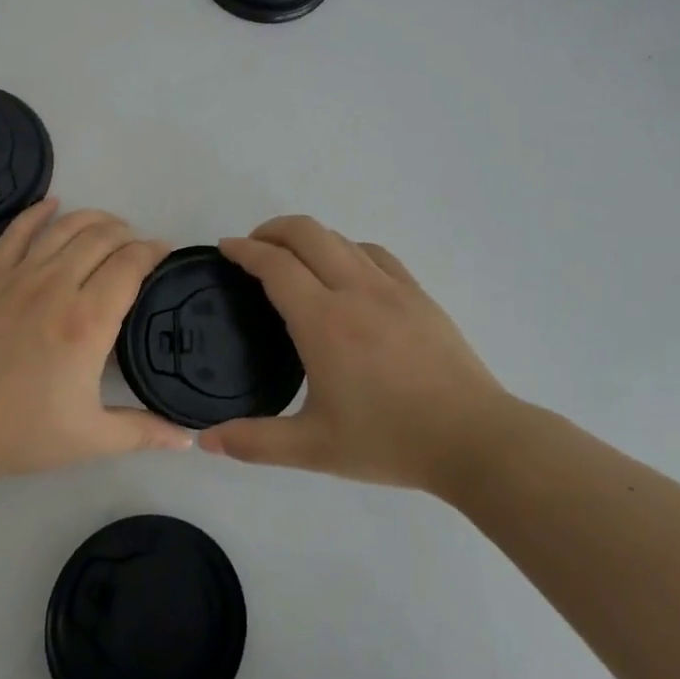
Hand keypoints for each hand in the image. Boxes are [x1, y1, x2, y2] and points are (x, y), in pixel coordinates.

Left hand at [0, 200, 191, 485]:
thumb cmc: (18, 433)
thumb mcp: (89, 439)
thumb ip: (143, 433)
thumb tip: (188, 437)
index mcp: (87, 321)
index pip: (130, 265)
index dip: (153, 252)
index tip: (165, 254)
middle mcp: (57, 286)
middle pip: (102, 237)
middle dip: (129, 234)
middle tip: (140, 248)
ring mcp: (19, 277)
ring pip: (65, 227)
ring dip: (95, 218)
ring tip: (111, 226)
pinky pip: (17, 232)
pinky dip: (37, 212)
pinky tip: (53, 203)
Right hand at [200, 216, 514, 493]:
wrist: (474, 439)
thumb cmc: (390, 440)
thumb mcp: (314, 449)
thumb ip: (254, 442)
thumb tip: (205, 441)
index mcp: (324, 321)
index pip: (275, 265)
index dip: (245, 250)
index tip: (225, 247)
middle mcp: (354, 290)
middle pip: (307, 232)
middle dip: (272, 229)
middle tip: (253, 248)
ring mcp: (391, 288)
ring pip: (341, 238)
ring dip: (308, 237)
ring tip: (293, 258)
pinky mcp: (418, 294)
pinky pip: (375, 253)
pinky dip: (347, 249)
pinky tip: (346, 270)